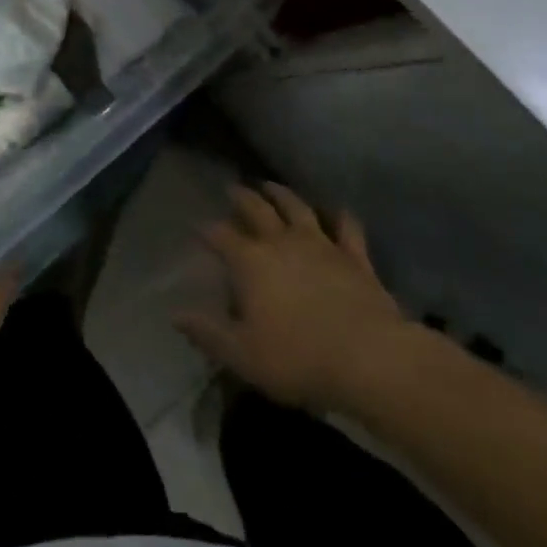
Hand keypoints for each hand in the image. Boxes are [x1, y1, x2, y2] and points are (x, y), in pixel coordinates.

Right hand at [177, 183, 414, 413]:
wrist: (370, 359)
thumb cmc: (298, 359)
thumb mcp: (242, 354)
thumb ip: (207, 332)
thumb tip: (176, 314)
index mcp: (250, 261)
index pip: (220, 235)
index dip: (207, 230)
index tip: (198, 228)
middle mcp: (281, 242)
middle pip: (256, 209)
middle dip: (241, 197)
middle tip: (232, 188)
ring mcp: (321, 244)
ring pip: (297, 208)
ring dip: (282, 194)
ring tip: (271, 186)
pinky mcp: (355, 257)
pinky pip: (346, 228)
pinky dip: (339, 216)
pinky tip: (336, 211)